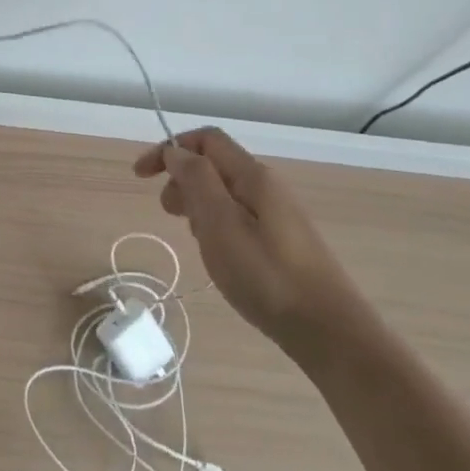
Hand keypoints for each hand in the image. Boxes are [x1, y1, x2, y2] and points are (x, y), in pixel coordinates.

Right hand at [133, 128, 360, 349]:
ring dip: (197, 204)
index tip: (141, 176)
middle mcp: (266, 186)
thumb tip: (176, 152)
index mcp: (252, 175)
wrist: (328, 330)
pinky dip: (215, 224)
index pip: (206, 140)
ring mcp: (277, 214)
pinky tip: (216, 253)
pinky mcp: (281, 240)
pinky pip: (237, 216)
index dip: (169, 149)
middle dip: (182, 179)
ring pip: (224, 192)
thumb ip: (196, 180)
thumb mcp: (220, 224)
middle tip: (169, 214)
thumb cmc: (266, 275)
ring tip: (192, 238)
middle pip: (214, 164)